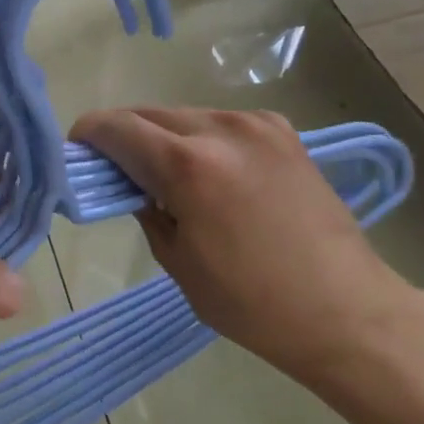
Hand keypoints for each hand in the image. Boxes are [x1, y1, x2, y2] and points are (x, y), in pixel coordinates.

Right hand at [71, 106, 423, 384]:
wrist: (346, 309)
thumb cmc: (252, 302)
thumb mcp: (177, 261)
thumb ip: (145, 209)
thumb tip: (130, 185)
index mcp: (189, 165)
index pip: (117, 127)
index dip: (88, 135)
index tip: (76, 152)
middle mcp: (221, 129)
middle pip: (149, 114)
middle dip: (124, 136)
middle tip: (116, 169)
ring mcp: (257, 124)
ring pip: (185, 115)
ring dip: (163, 136)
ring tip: (166, 175)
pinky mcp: (282, 131)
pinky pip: (220, 124)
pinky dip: (201, 139)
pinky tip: (210, 173)